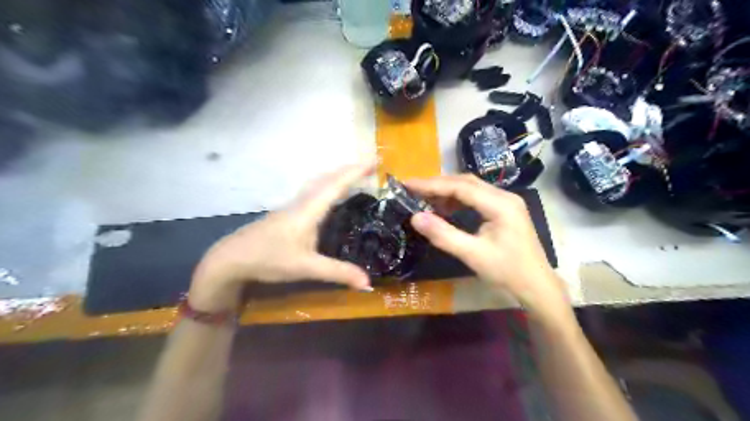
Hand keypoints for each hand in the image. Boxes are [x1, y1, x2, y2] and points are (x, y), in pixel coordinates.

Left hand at [188, 164, 374, 310]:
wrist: (231, 258)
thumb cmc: (269, 259)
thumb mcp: (306, 268)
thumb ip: (338, 273)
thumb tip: (368, 284)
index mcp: (309, 211)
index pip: (336, 186)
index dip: (355, 172)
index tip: (373, 161)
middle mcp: (302, 202)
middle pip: (327, 178)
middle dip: (349, 169)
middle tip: (369, 167)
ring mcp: (292, 206)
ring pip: (318, 183)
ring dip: (336, 175)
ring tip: (353, 176)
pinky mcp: (287, 213)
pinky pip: (312, 191)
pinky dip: (327, 185)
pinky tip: (328, 195)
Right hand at [405, 176, 569, 320]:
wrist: (537, 286)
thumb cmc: (508, 272)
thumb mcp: (473, 255)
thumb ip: (444, 235)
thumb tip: (415, 217)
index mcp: (500, 204)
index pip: (460, 186)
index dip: (432, 184)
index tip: (408, 185)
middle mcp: (504, 196)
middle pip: (465, 182)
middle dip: (437, 184)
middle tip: (412, 190)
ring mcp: (505, 202)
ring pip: (470, 188)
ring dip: (446, 191)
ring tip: (424, 199)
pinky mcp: (504, 210)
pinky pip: (476, 198)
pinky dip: (457, 200)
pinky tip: (445, 209)